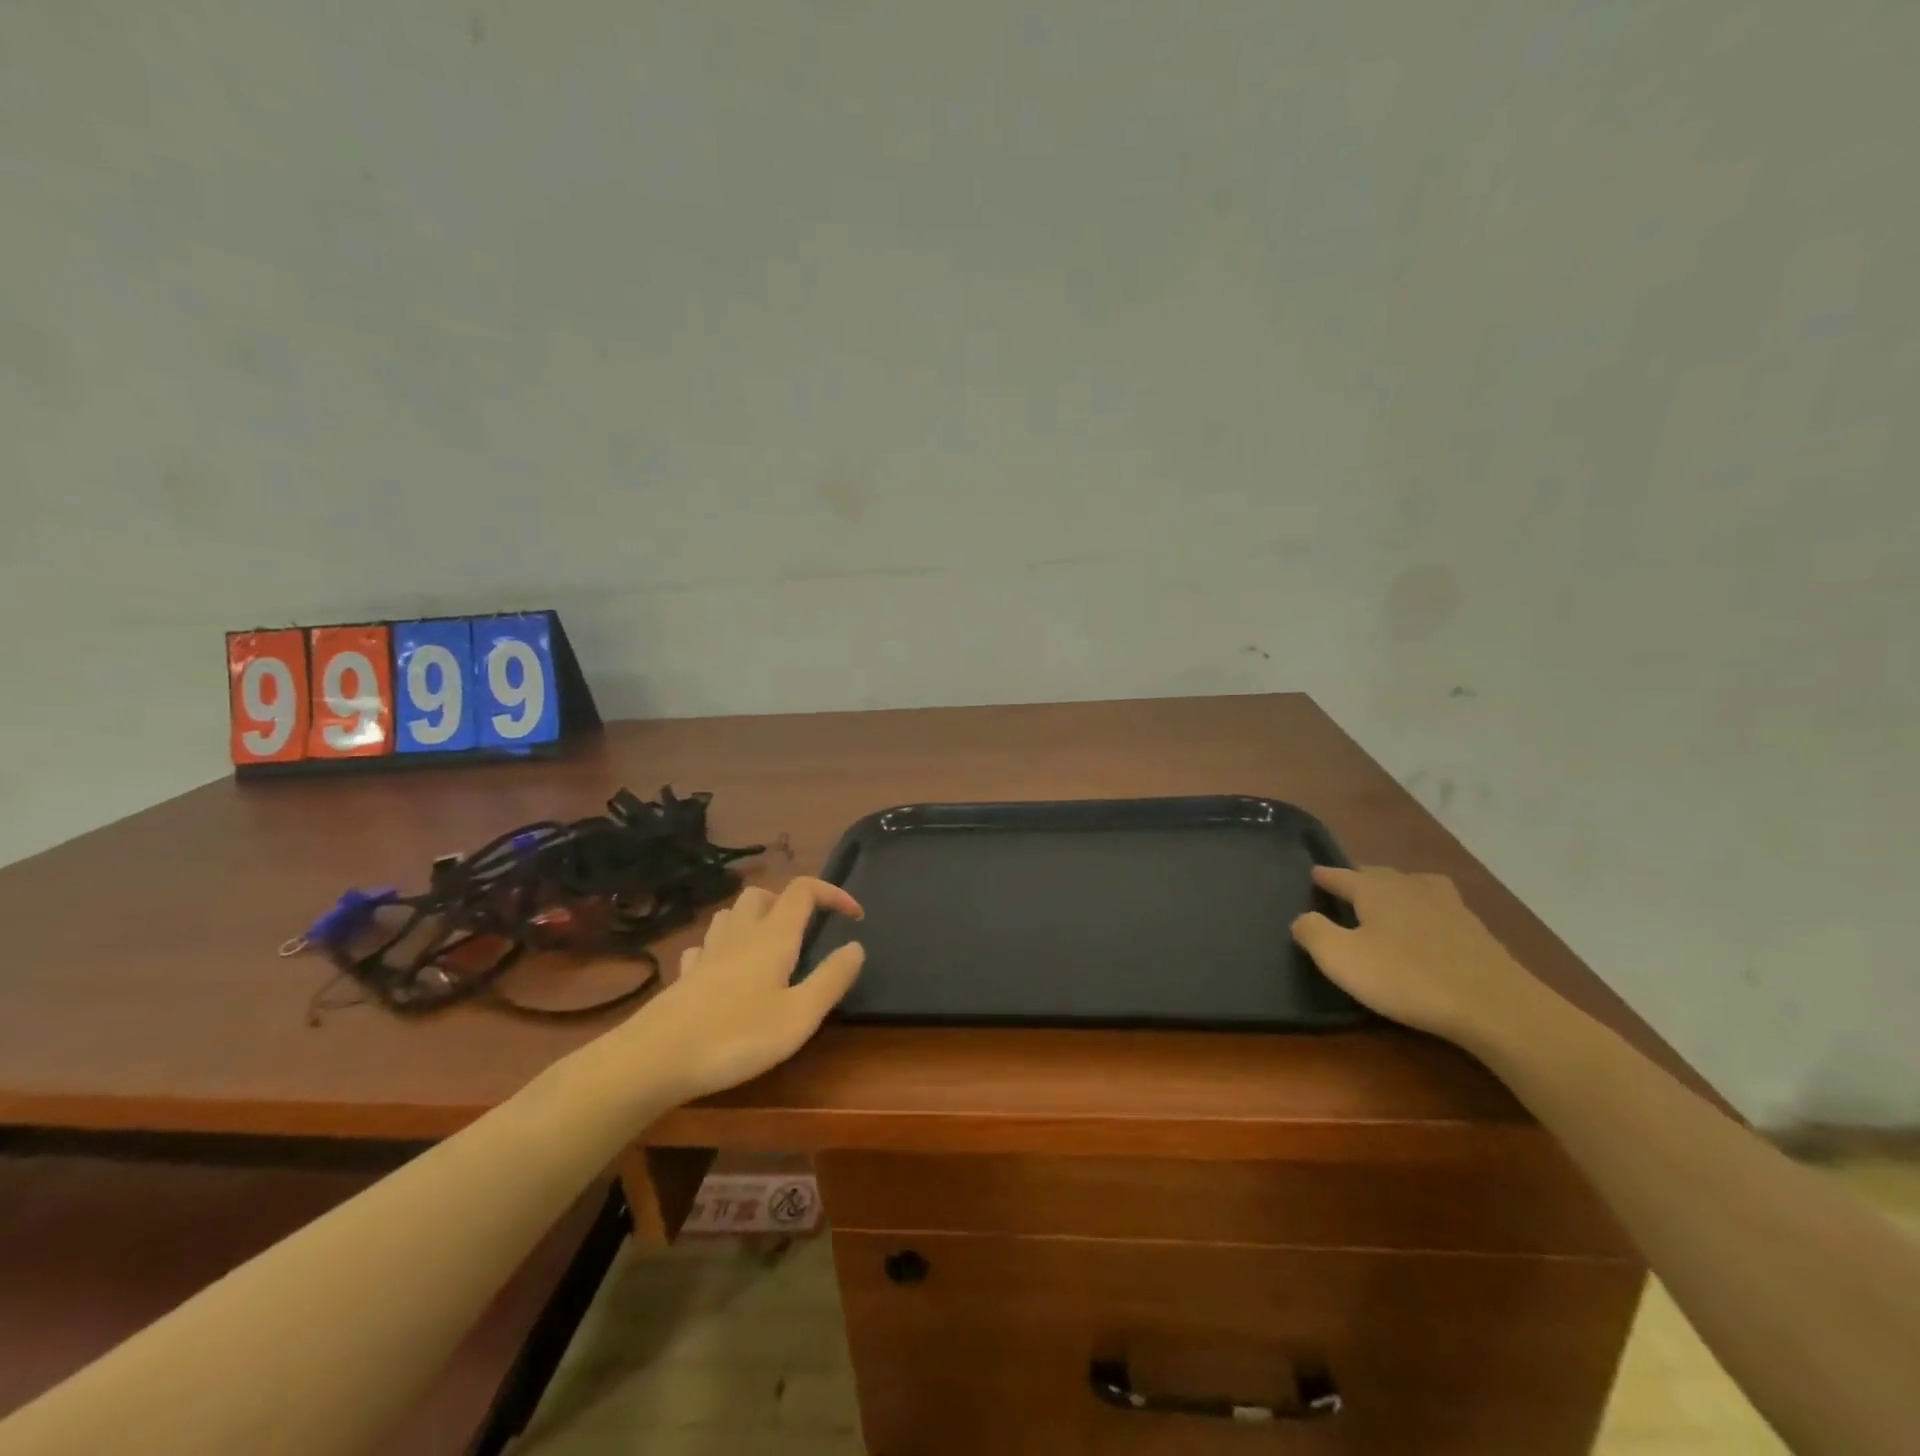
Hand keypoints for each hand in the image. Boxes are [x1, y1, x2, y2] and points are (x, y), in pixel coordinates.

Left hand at [615, 877, 865, 1104]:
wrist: (655, 1059)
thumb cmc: (736, 1037)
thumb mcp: (799, 1016)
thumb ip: (831, 979)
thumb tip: (856, 946)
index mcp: (773, 936)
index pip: (804, 890)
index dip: (832, 892)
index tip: (854, 916)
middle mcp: (740, 934)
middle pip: (762, 893)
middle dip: (788, 902)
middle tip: (806, 932)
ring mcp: (707, 952)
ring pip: (731, 914)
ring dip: (754, 919)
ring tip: (769, 947)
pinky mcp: (684, 975)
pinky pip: (705, 946)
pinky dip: (722, 948)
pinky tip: (725, 971)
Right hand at [1291, 865, 1540, 1049]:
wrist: (1494, 1006)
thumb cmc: (1406, 978)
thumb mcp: (1341, 958)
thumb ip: (1313, 932)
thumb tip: (1300, 917)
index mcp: (1374, 890)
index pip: (1342, 875)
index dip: (1325, 876)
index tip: (1313, 874)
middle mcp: (1409, 887)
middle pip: (1380, 875)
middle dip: (1361, 878)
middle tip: (1348, 887)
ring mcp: (1448, 906)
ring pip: (1415, 886)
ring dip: (1399, 889)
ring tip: (1391, 899)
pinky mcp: (1476, 930)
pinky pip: (1442, 908)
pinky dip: (1428, 910)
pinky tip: (1430, 924)